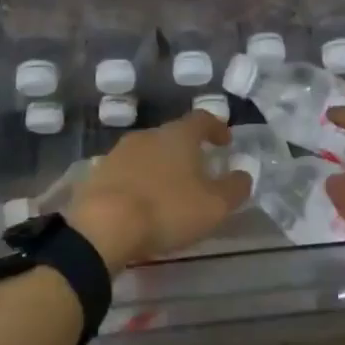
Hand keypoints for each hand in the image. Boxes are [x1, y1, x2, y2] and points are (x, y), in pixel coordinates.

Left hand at [66, 111, 249, 273]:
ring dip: (162, 166)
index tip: (226, 141)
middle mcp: (149, 134)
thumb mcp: (213, 206)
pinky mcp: (99, 173)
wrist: (103, 225)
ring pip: (149, 153)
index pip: (203, 119)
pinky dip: (139, 182)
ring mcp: (120, 152)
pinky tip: (142, 202)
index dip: (216, 128)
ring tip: (170, 189)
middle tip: (199, 170)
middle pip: (173, 135)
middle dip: (188, 150)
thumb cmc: (166, 209)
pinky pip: (127, 172)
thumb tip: (244, 174)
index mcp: (178, 135)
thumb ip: (234, 188)